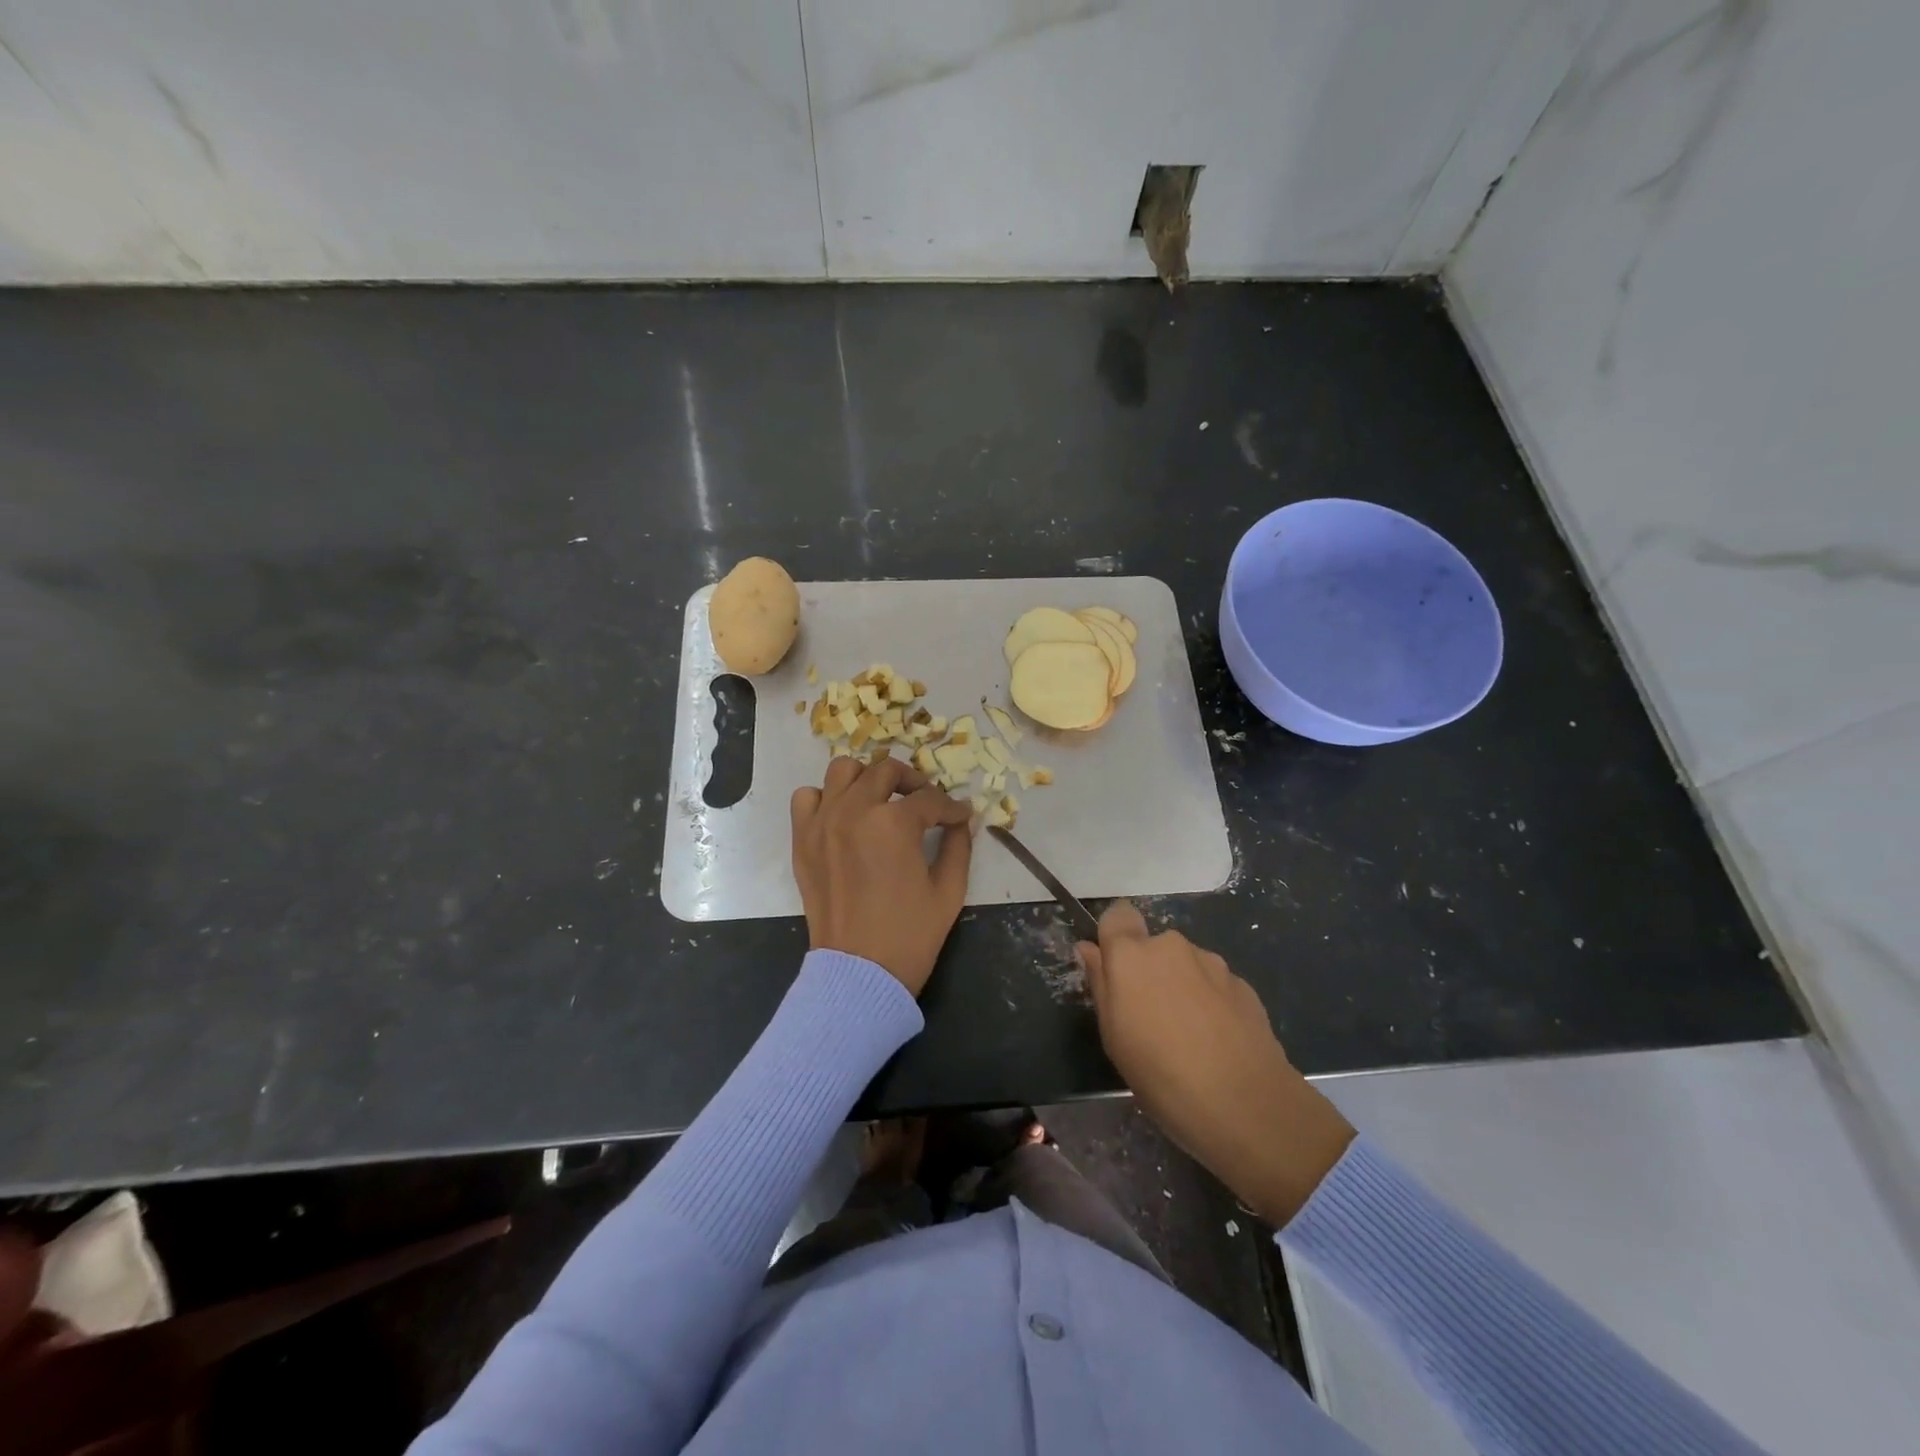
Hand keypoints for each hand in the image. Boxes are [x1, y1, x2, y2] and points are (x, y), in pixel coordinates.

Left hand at [791, 755, 973, 995]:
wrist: (859, 972)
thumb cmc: (910, 935)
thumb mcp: (949, 891)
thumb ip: (958, 846)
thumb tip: (962, 820)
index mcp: (894, 823)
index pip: (929, 799)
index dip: (951, 807)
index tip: (960, 816)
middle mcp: (854, 811)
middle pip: (886, 771)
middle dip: (913, 782)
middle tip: (926, 803)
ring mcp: (823, 822)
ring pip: (843, 771)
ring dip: (868, 779)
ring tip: (882, 801)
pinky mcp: (802, 839)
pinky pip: (807, 797)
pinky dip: (826, 798)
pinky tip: (844, 817)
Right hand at [1079, 902, 1354, 1224]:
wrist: (1246, 1104)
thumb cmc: (1160, 1073)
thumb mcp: (1114, 1036)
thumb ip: (1101, 984)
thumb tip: (1090, 949)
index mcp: (1132, 954)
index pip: (1118, 915)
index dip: (1115, 936)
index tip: (1115, 970)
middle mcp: (1172, 946)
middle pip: (1153, 946)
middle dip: (1150, 971)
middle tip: (1150, 1019)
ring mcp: (1213, 963)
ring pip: (1186, 966)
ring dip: (1182, 988)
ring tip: (1189, 1038)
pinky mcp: (1245, 985)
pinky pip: (1215, 985)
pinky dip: (1211, 1004)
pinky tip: (1218, 1044)